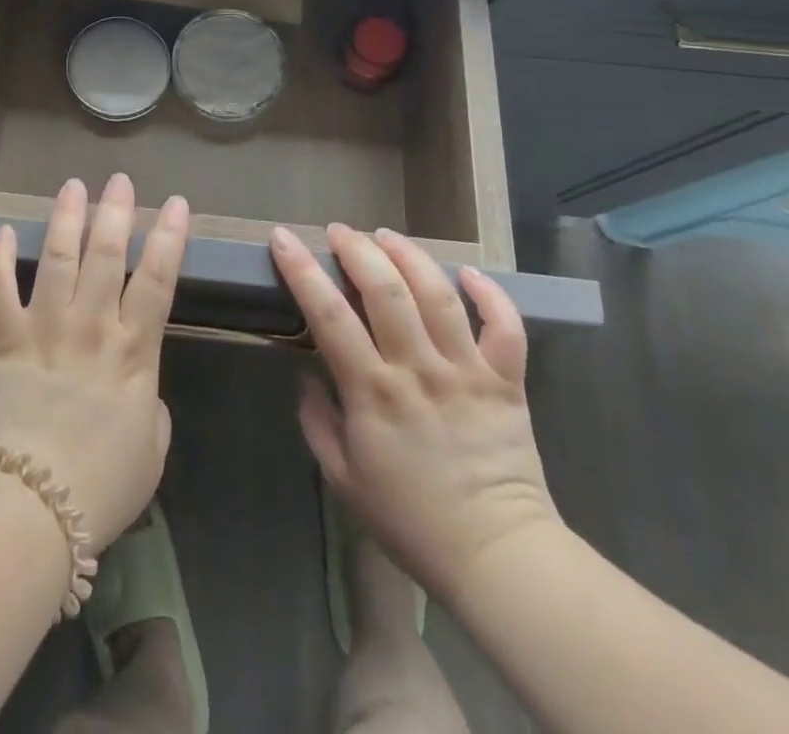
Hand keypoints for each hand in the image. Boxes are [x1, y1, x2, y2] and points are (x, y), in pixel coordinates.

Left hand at [0, 174, 188, 548]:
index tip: (175, 203)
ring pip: (58, 256)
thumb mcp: (151, 451)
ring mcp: (43, 326)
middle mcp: (91, 325)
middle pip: (107, 254)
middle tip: (119, 180)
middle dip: (115, 211)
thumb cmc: (100, 488)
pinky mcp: (0, 338)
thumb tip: (140, 386)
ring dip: (66, 218)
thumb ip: (152, 407)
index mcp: (133, 351)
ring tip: (73, 186)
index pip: (158, 279)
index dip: (169, 237)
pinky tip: (3, 231)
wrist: (29, 509)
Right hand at [270, 224, 559, 605]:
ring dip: (409, 256)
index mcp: (373, 392)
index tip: (283, 238)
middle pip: (386, 290)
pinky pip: (505, 328)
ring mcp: (466, 372)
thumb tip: (305, 374)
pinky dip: (490, 294)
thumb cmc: (410, 520)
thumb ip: (317, 421)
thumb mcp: (342, 478)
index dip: (302, 270)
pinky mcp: (506, 382)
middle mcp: (418, 370)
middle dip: (357, 249)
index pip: (328, 315)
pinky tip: (468, 272)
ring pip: (438, 295)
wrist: (497, 557)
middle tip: (339, 232)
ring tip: (386, 235)